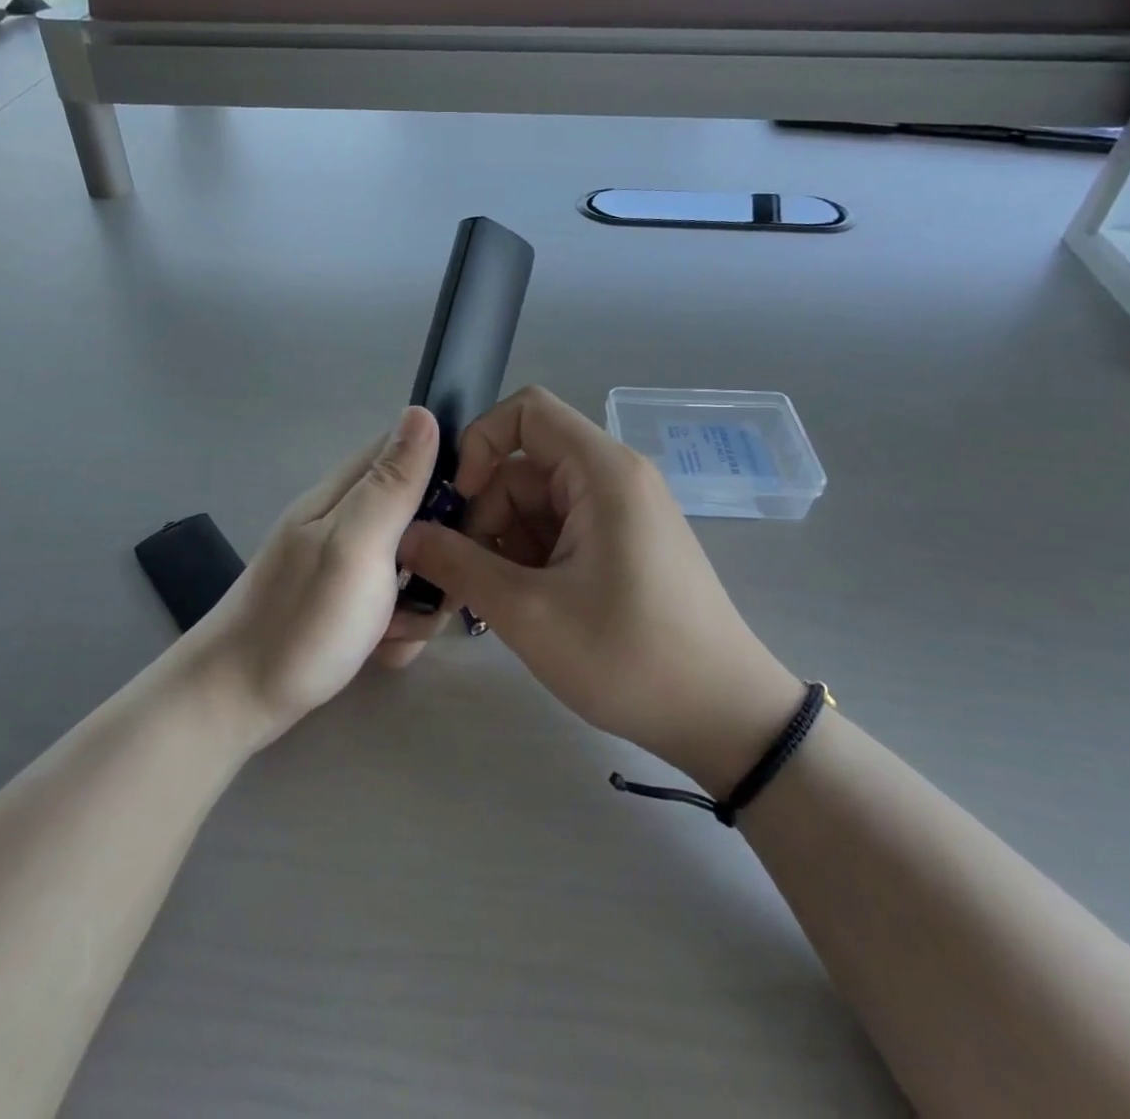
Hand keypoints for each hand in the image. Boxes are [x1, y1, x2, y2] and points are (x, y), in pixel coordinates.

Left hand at [187, 406, 439, 748]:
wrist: (237, 702)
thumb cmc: (302, 620)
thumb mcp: (356, 545)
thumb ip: (392, 483)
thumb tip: (421, 410)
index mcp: (346, 493)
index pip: (410, 451)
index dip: (450, 473)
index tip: (472, 515)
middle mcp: (347, 520)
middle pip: (421, 515)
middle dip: (439, 556)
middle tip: (429, 592)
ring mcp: (347, 564)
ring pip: (414, 565)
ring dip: (420, 601)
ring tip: (396, 630)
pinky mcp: (348, 603)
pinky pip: (394, 602)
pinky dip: (398, 628)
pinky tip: (382, 649)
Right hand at [398, 387, 803, 797]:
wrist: (725, 719)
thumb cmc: (630, 657)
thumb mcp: (528, 613)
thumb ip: (457, 565)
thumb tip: (404, 535)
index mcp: (602, 472)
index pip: (526, 411)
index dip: (480, 443)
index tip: (458, 503)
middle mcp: (612, 479)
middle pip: (523, 467)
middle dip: (482, 516)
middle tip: (461, 579)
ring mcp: (618, 514)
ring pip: (533, 505)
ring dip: (500, 546)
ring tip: (489, 606)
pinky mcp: (619, 546)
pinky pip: (555, 532)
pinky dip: (526, 562)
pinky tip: (518, 609)